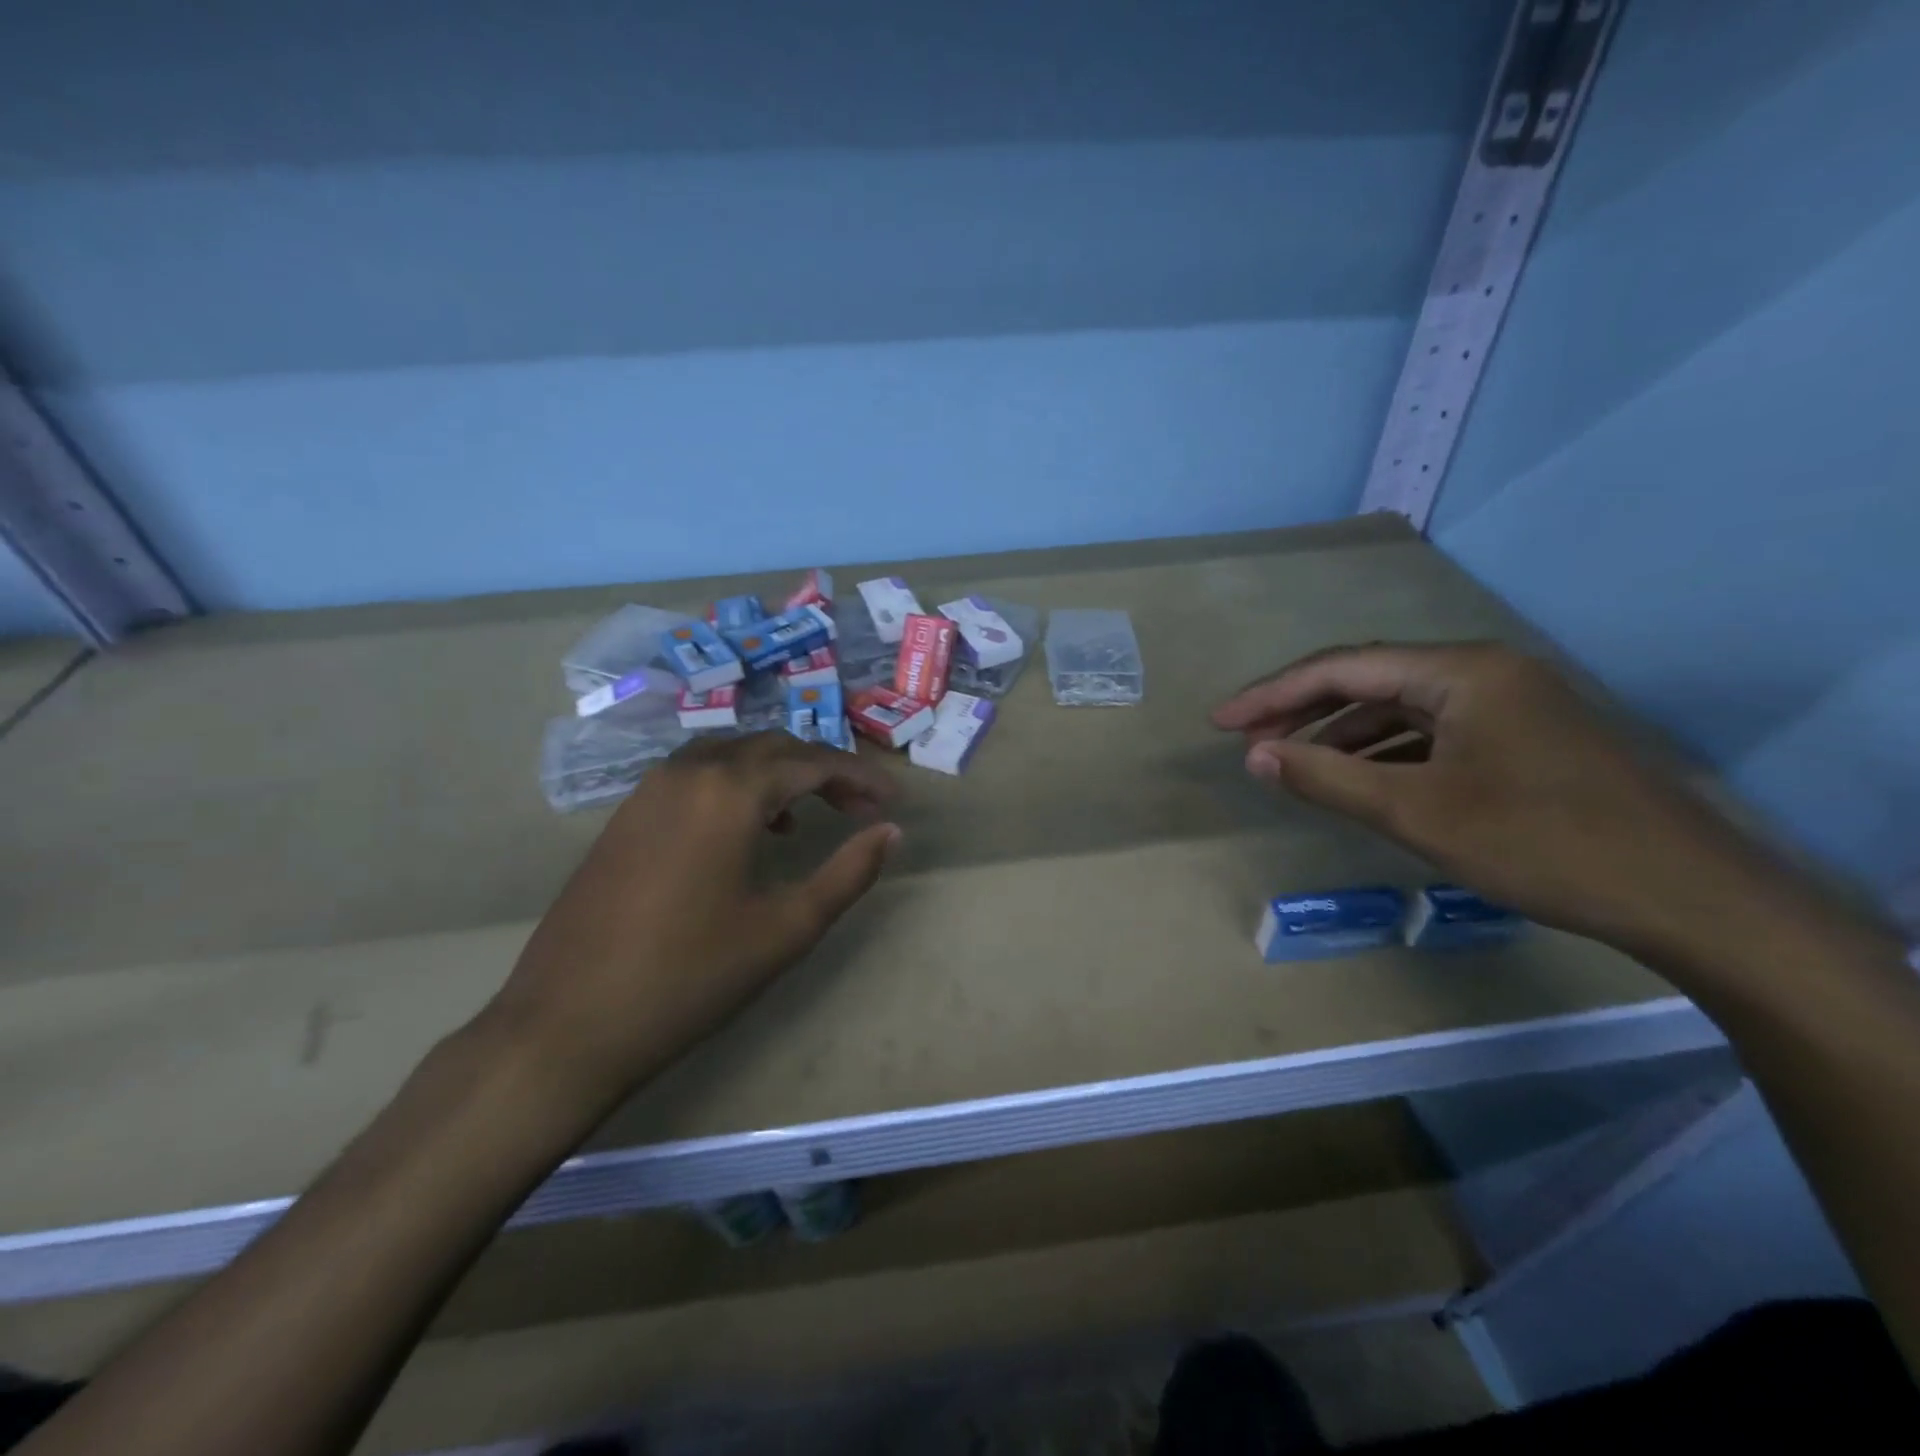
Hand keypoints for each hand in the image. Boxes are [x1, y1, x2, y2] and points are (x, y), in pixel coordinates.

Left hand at [487, 732, 899, 1109]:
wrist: (567, 1024)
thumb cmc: (690, 976)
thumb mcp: (786, 928)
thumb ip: (848, 872)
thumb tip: (890, 832)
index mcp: (729, 791)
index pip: (812, 762)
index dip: (860, 776)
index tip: (893, 801)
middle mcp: (688, 772)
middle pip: (772, 748)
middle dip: (823, 770)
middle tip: (859, 808)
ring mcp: (649, 789)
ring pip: (731, 755)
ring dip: (778, 773)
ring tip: (808, 815)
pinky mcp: (626, 814)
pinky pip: (696, 775)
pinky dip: (736, 785)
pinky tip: (747, 830)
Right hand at [1212, 642, 1795, 961]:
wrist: (1689, 897)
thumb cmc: (1541, 843)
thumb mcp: (1417, 812)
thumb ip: (1326, 777)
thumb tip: (1255, 756)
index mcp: (1461, 671)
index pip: (1342, 668)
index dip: (1272, 695)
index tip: (1220, 724)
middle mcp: (1485, 671)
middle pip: (1370, 680)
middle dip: (1303, 710)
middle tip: (1248, 743)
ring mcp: (1510, 703)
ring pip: (1401, 708)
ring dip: (1342, 733)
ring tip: (1292, 763)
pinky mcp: (1524, 738)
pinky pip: (1432, 733)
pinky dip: (1385, 752)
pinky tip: (1359, 778)